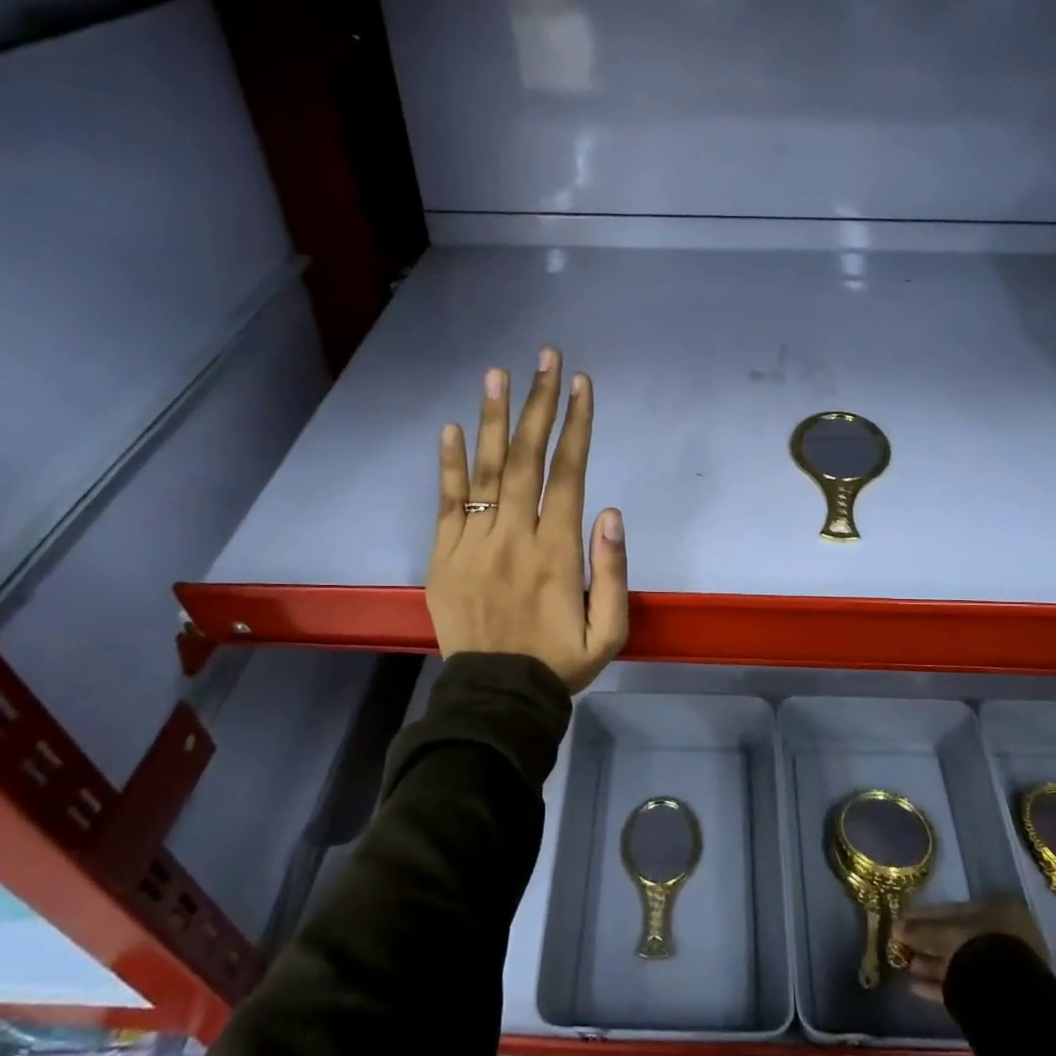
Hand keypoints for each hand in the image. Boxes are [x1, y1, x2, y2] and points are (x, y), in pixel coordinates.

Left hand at [428, 347, 628, 692]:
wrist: (496, 698)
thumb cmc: (559, 663)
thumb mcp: (608, 633)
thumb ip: (612, 573)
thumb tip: (611, 512)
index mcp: (556, 552)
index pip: (568, 475)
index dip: (576, 426)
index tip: (580, 385)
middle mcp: (514, 537)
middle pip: (525, 459)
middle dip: (537, 405)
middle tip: (544, 357)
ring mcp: (473, 545)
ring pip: (484, 472)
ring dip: (491, 419)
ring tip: (497, 373)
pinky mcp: (443, 558)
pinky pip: (445, 504)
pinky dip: (447, 465)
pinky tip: (450, 428)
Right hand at [893, 899, 1048, 1003]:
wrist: (1008, 993)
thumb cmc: (980, 946)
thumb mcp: (945, 931)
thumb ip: (919, 929)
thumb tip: (895, 927)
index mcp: (999, 912)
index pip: (953, 909)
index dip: (923, 915)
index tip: (902, 919)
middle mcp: (1004, 937)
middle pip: (955, 937)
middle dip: (926, 942)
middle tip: (900, 943)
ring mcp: (1003, 968)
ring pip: (959, 962)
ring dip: (930, 964)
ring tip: (905, 966)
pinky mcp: (997, 996)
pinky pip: (963, 985)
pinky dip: (939, 986)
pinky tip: (915, 987)